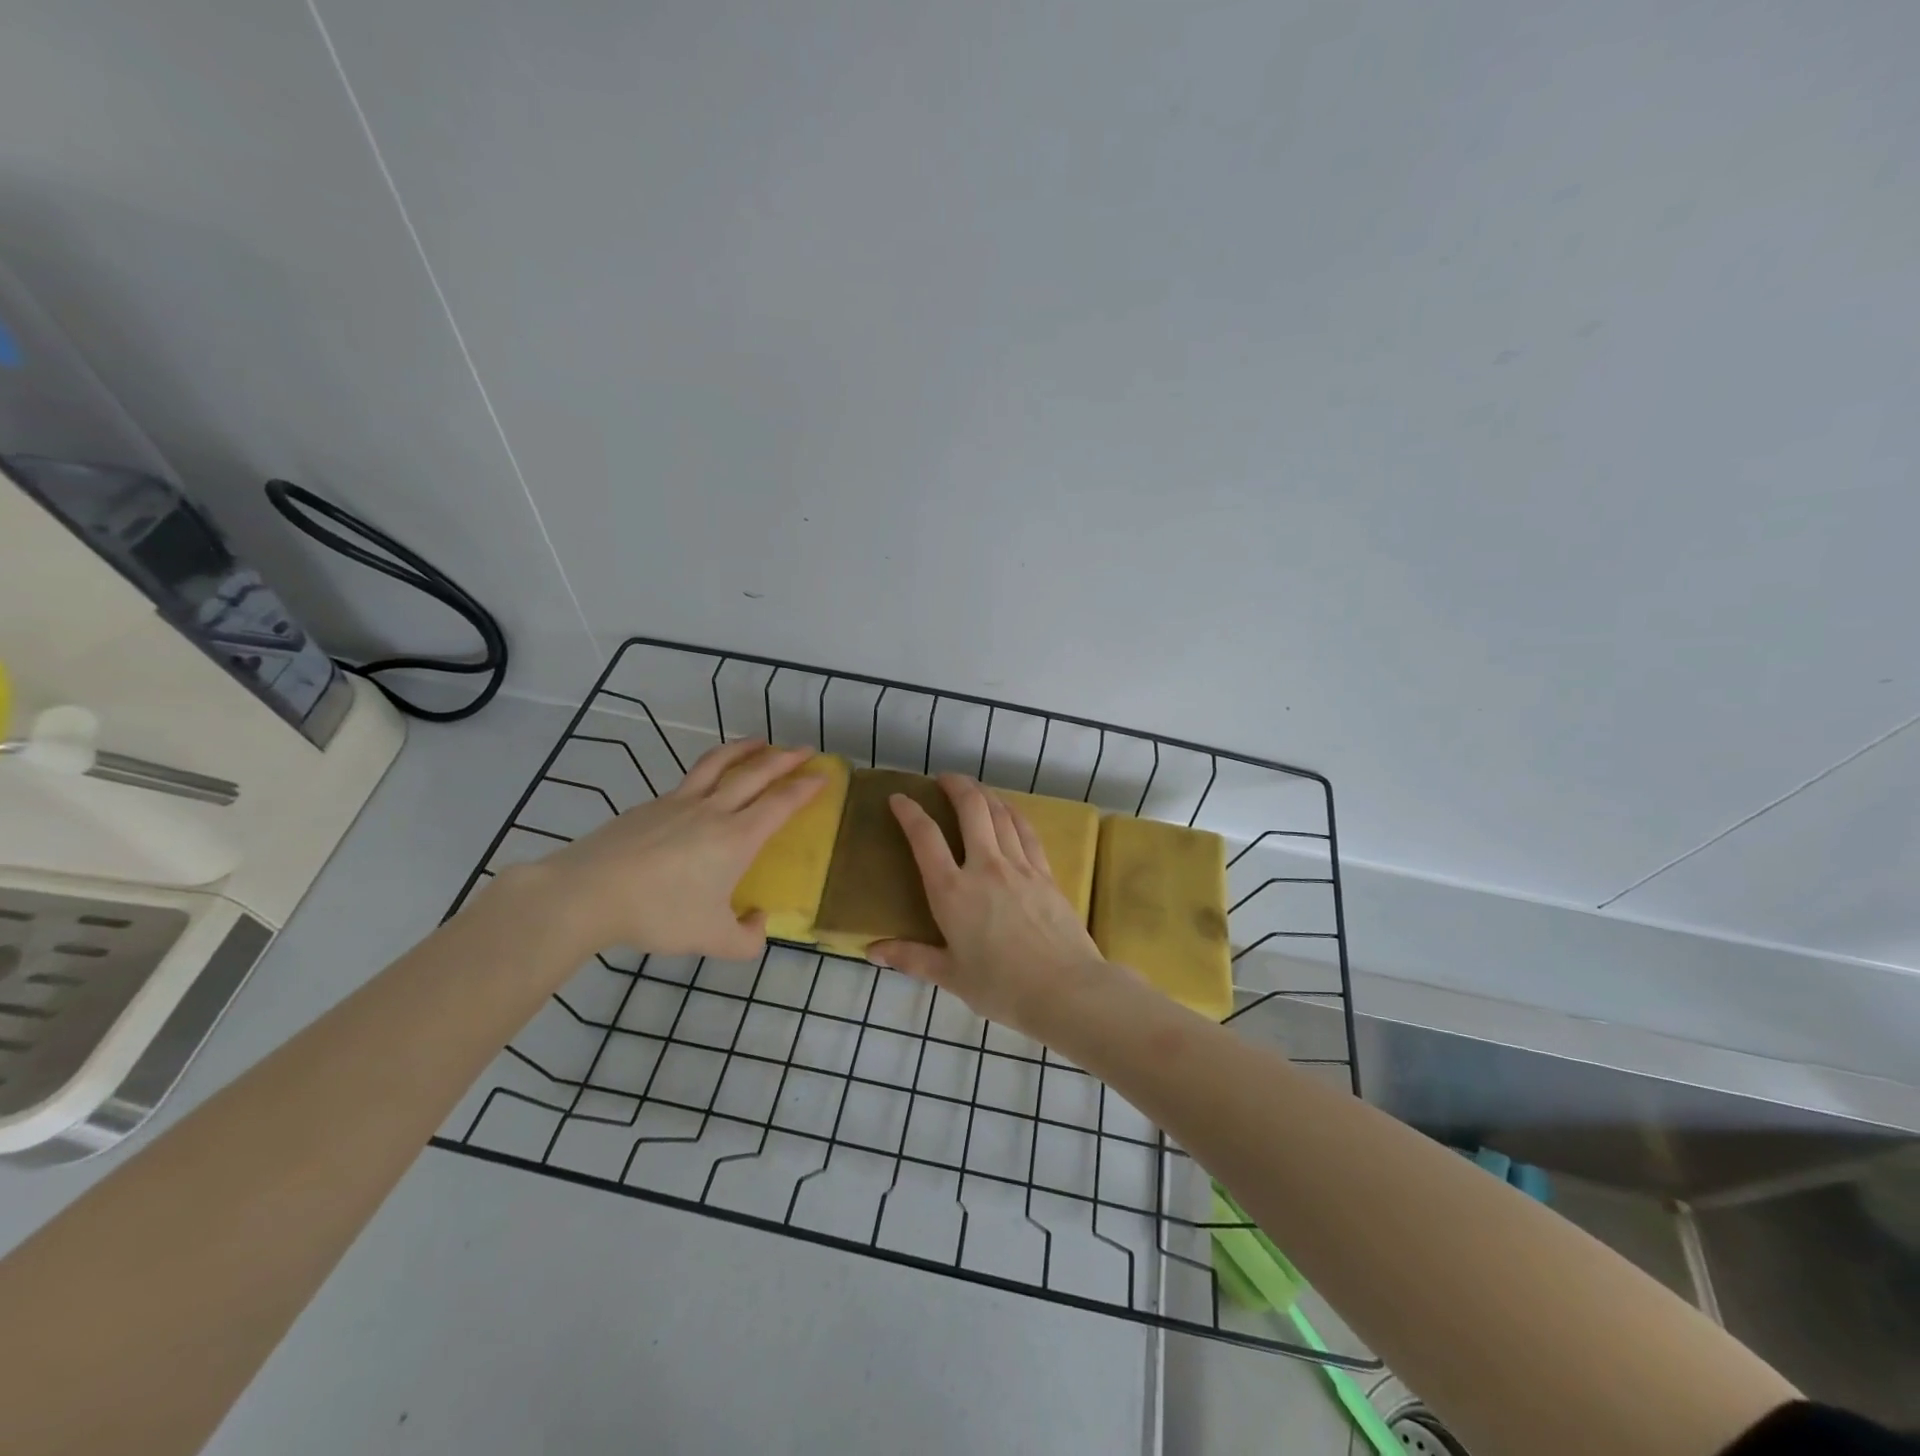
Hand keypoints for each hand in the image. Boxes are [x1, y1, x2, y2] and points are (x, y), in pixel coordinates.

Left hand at [531, 738, 823, 957]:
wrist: (588, 893)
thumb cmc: (658, 913)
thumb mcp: (711, 940)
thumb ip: (746, 939)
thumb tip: (759, 922)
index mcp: (737, 838)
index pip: (781, 803)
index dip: (806, 788)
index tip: (824, 775)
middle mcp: (714, 810)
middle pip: (756, 773)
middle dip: (785, 758)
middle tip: (805, 749)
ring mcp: (679, 802)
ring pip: (719, 764)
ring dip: (745, 749)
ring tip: (760, 742)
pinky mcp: (651, 804)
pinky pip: (691, 778)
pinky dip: (710, 769)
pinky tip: (707, 780)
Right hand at [868, 774, 1121, 1038]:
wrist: (1065, 989)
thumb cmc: (1001, 987)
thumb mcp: (950, 976)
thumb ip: (910, 958)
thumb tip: (871, 951)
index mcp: (952, 892)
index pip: (924, 838)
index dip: (909, 812)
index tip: (899, 798)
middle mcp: (984, 867)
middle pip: (970, 809)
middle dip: (955, 785)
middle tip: (944, 778)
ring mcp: (1019, 866)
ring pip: (1000, 814)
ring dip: (984, 794)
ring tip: (974, 789)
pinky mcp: (1045, 873)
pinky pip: (1026, 831)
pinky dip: (1013, 814)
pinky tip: (1010, 812)